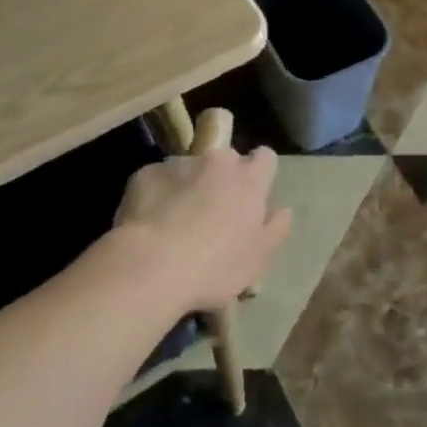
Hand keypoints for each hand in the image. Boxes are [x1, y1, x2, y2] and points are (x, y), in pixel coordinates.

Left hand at [115, 146, 290, 313]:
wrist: (150, 267)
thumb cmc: (214, 268)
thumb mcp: (258, 260)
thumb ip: (275, 228)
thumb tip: (280, 210)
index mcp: (249, 180)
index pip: (265, 158)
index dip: (259, 175)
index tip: (250, 198)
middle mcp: (218, 161)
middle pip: (226, 161)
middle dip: (221, 180)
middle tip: (212, 215)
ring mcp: (180, 163)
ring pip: (190, 169)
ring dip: (188, 187)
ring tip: (175, 223)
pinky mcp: (146, 172)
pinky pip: (158, 180)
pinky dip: (157, 195)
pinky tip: (149, 224)